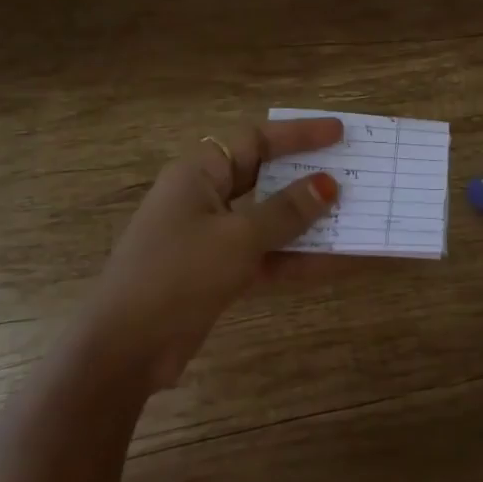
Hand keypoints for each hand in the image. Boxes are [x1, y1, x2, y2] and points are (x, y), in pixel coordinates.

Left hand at [83, 117, 343, 388]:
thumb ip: (287, 211)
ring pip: (270, 221)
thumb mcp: (239, 237)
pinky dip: (298, 259)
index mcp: (199, 174)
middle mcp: (205, 199)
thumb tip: (328, 185)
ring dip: (310, 223)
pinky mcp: (219, 274)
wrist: (126, 347)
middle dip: (308, 178)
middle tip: (351, 173)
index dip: (298, 134)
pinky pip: (267, 257)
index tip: (339, 134)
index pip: (255, 139)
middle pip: (265, 178)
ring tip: (356, 217)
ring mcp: (212, 239)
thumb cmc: (179, 273)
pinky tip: (340, 262)